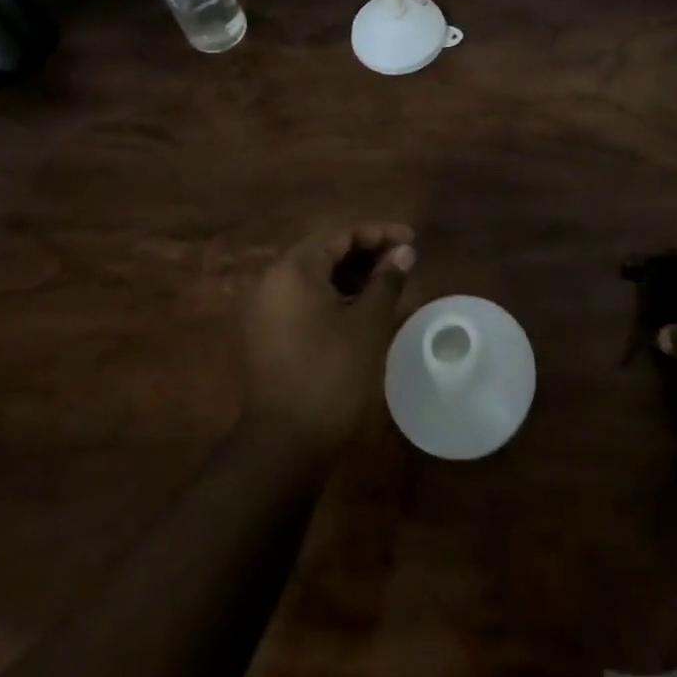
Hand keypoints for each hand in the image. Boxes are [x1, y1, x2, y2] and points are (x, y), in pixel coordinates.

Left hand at [241, 223, 415, 457]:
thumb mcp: (368, 323)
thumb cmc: (332, 374)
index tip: (412, 240)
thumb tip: (404, 252)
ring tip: (385, 285)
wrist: (285, 444)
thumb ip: (387, 280)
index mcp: (294, 269)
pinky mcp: (265, 333)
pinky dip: (332, 295)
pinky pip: (302, 298)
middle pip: (324, 250)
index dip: (380, 233)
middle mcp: (272, 280)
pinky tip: (359, 309)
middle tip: (400, 261)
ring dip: (350, 274)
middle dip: (365, 252)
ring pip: (313, 275)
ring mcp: (264, 309)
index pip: (341, 234)